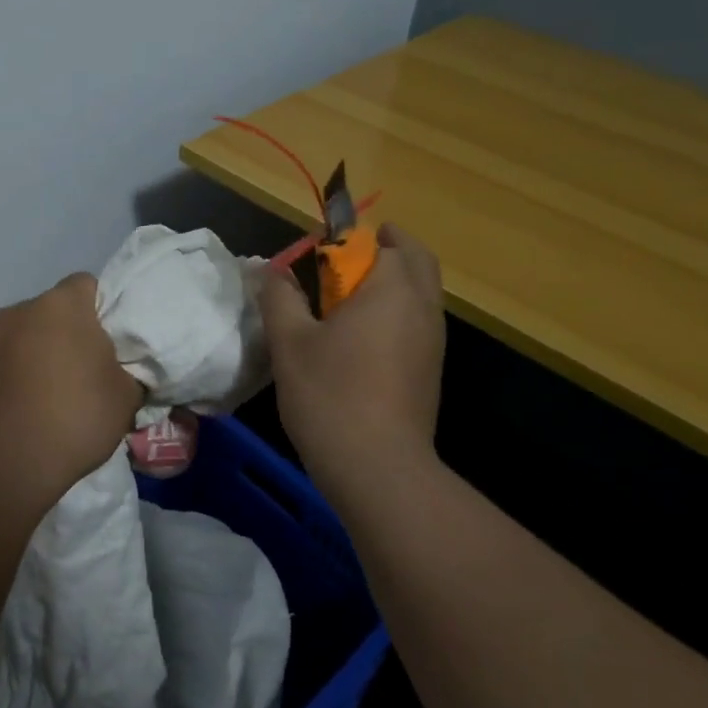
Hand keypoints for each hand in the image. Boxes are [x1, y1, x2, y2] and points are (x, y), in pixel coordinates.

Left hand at [0, 273, 143, 503]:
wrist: (11, 462)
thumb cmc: (78, 420)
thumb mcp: (126, 398)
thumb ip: (123, 371)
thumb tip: (116, 371)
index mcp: (65, 306)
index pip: (84, 285)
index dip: (93, 310)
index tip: (99, 342)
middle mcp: (20, 309)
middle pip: (44, 311)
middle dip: (55, 334)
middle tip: (67, 374)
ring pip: (7, 331)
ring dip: (18, 349)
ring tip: (25, 392)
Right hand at [258, 223, 445, 485]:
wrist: (379, 468)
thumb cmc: (330, 395)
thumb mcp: (290, 342)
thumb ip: (280, 297)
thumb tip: (274, 270)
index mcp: (391, 289)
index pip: (378, 242)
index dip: (347, 238)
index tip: (320, 248)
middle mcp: (422, 306)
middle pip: (417, 258)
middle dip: (388, 247)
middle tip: (349, 256)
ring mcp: (433, 339)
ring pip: (423, 290)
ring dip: (397, 279)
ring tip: (353, 295)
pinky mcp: (432, 368)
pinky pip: (420, 319)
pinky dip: (400, 309)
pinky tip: (366, 336)